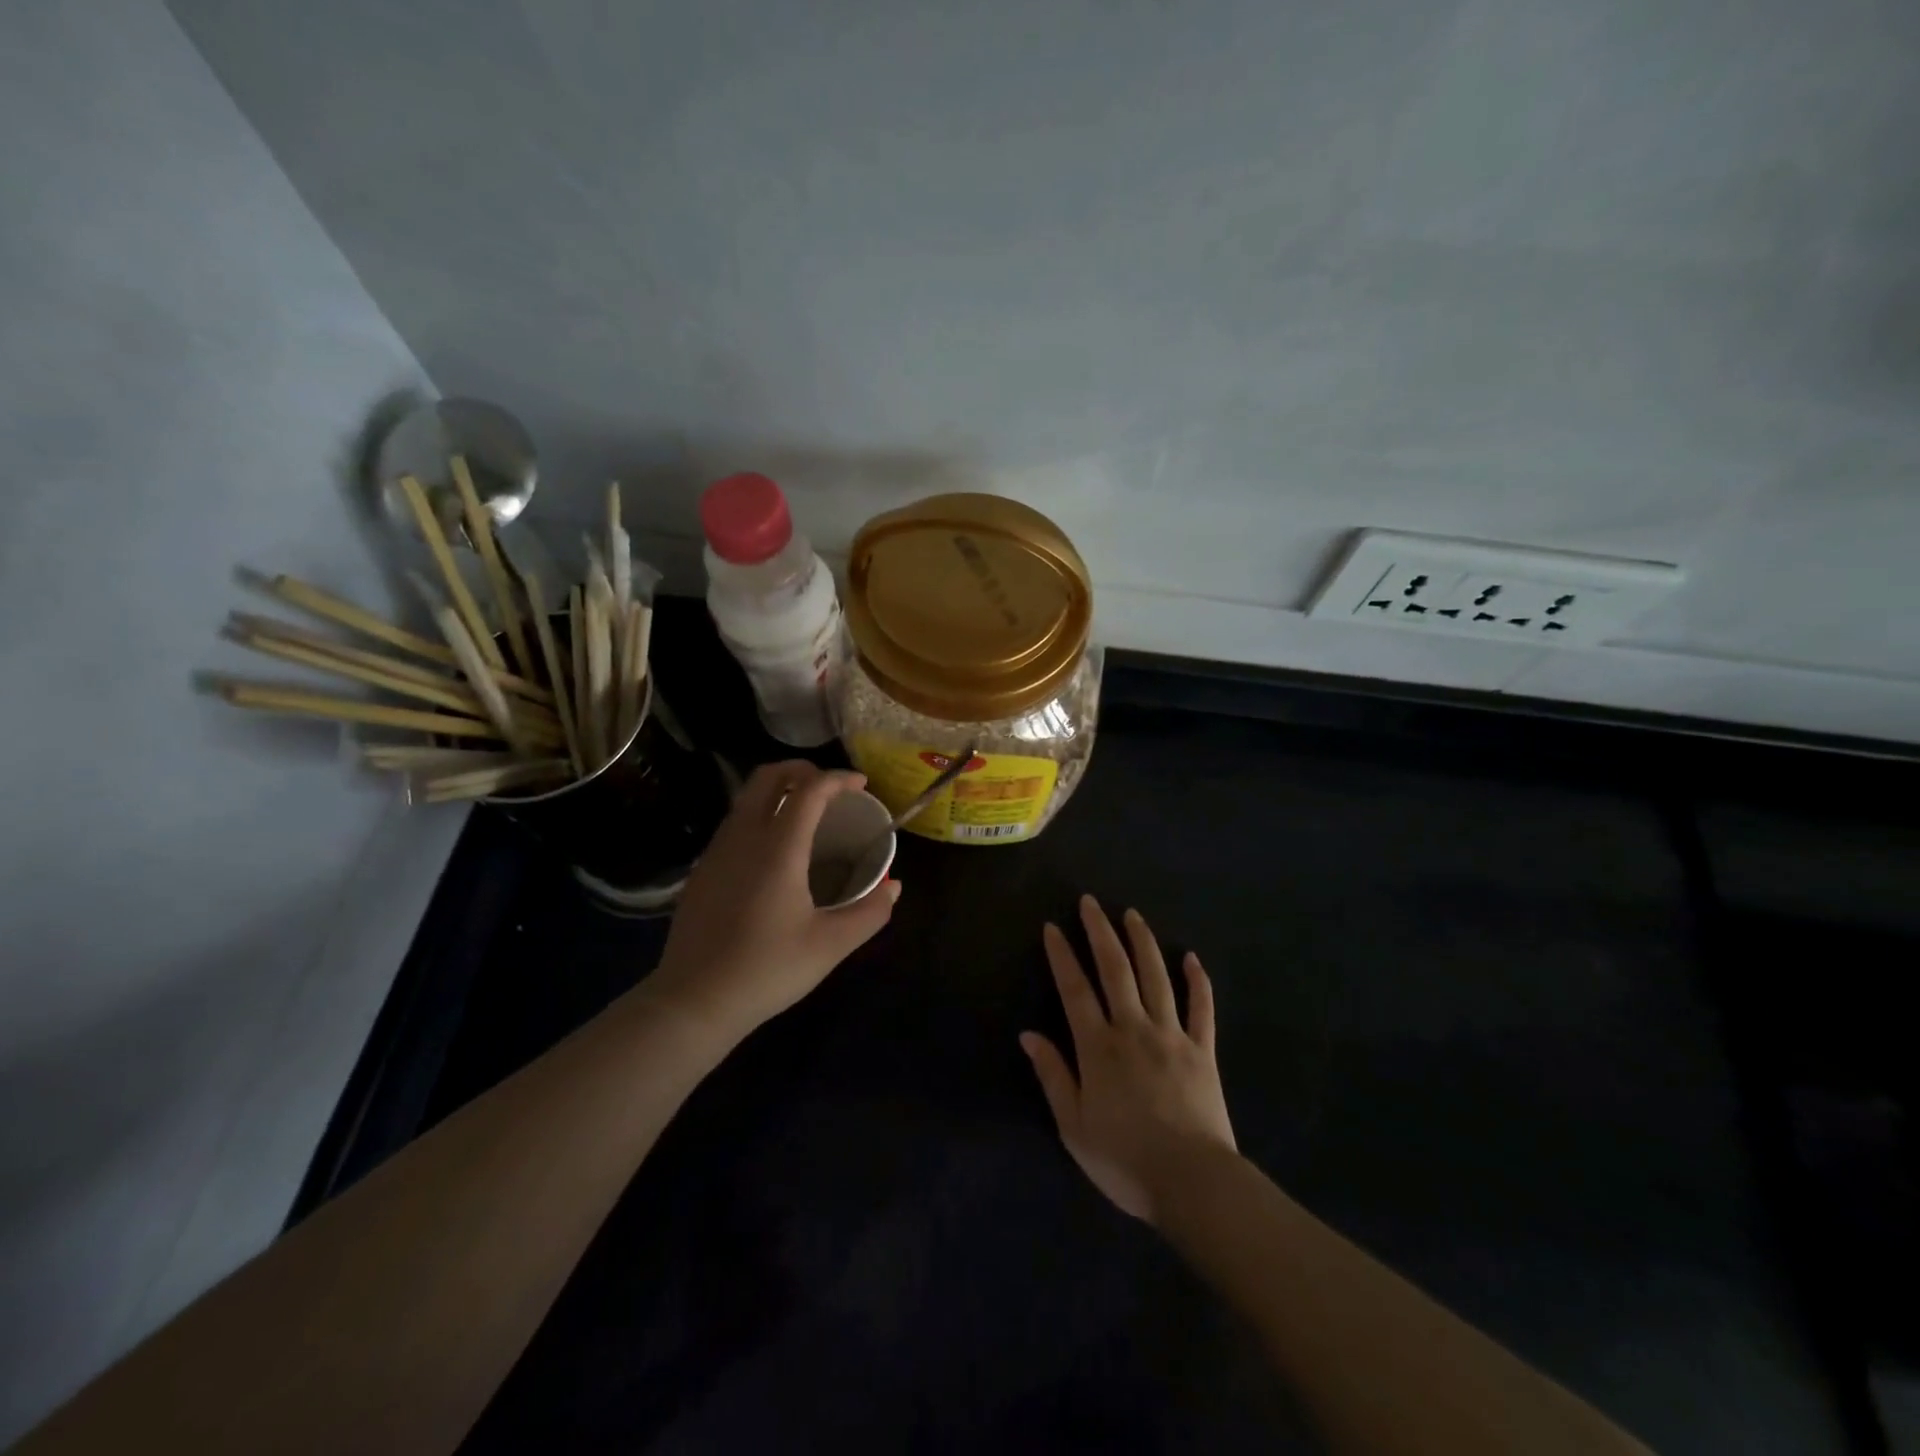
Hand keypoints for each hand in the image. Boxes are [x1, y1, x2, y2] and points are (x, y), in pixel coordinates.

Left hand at [647, 762, 899, 1039]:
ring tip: (807, 814)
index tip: (861, 785)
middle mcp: (743, 837)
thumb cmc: (767, 969)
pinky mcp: (702, 871)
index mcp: (778, 848)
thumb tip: (894, 887)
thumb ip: (870, 913)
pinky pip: (734, 823)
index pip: (809, 790)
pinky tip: (775, 850)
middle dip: (802, 770)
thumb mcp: (830, 946)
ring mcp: (717, 852)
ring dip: (779, 791)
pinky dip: (760, 815)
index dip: (838, 778)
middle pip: (768, 777)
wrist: (693, 1002)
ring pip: (746, 798)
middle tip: (831, 788)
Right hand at [1021, 895, 1235, 1223]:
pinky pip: (1202, 1008)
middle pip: (1115, 970)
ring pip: (1156, 977)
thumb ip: (1053, 1076)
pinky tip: (1192, 957)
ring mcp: (1172, 1035)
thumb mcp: (1074, 1126)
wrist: (1193, 1183)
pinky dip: (1198, 980)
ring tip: (1131, 914)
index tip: (1053, 927)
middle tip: (1090, 902)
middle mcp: (1134, 1029)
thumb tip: (1028, 1034)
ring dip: (1142, 942)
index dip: (1062, 956)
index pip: (1075, 990)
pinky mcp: (1204, 1050)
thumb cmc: (1125, 1160)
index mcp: (1099, 1047)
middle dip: (1100, 932)